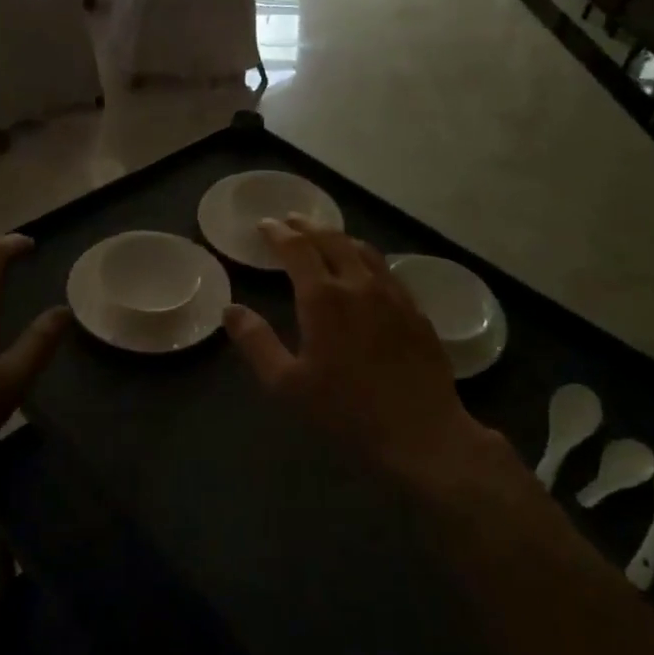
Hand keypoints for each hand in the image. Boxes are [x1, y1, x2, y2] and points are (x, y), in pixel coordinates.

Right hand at [223, 218, 507, 490]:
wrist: (422, 434)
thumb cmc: (346, 411)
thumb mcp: (287, 384)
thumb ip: (256, 343)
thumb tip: (231, 310)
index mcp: (323, 297)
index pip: (296, 248)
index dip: (277, 233)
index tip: (263, 225)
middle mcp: (359, 284)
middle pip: (331, 239)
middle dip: (307, 226)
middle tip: (291, 220)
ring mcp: (392, 294)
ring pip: (363, 250)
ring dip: (339, 237)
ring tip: (325, 237)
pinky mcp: (415, 310)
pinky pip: (386, 269)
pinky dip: (366, 258)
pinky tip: (366, 270)